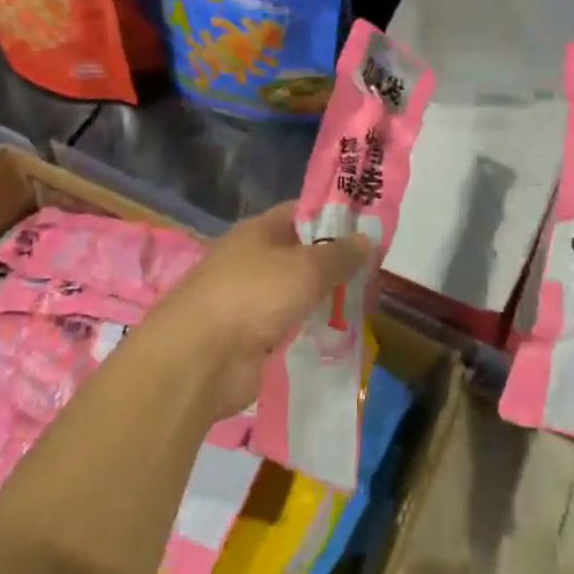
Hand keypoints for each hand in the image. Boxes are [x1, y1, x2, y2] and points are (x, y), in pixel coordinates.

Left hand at [143, 202, 373, 421]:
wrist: (199, 360)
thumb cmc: (252, 295)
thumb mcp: (305, 267)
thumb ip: (339, 254)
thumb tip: (367, 238)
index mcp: (258, 231)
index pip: (301, 213)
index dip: (333, 217)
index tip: (368, 228)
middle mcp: (252, 260)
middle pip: (301, 255)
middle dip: (334, 264)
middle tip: (374, 274)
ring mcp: (250, 301)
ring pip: (297, 293)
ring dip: (324, 300)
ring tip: (365, 306)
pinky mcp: (251, 339)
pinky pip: (289, 327)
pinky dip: (310, 330)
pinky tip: (339, 336)